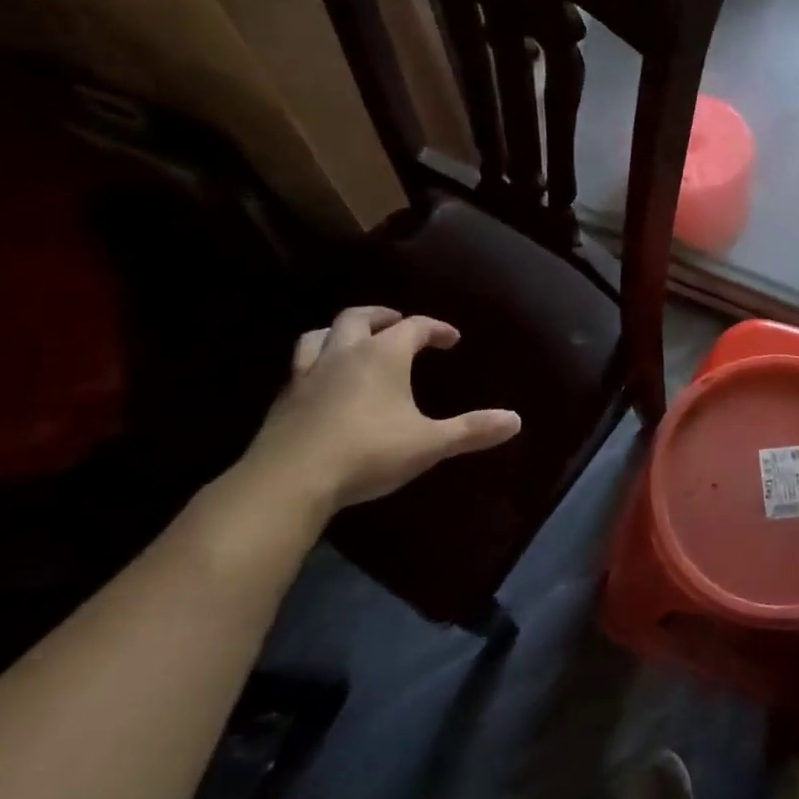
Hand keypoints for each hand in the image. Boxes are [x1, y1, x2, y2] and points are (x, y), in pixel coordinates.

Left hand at [244, 307, 521, 515]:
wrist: (288, 482)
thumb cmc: (368, 453)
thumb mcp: (430, 443)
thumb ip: (472, 430)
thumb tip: (515, 420)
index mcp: (382, 355)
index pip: (414, 326)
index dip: (435, 329)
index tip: (452, 339)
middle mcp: (343, 354)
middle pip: (359, 318)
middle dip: (382, 317)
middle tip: (398, 324)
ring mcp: (307, 375)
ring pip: (319, 335)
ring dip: (340, 333)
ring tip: (354, 343)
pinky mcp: (283, 400)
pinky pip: (301, 366)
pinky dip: (318, 364)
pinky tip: (326, 385)